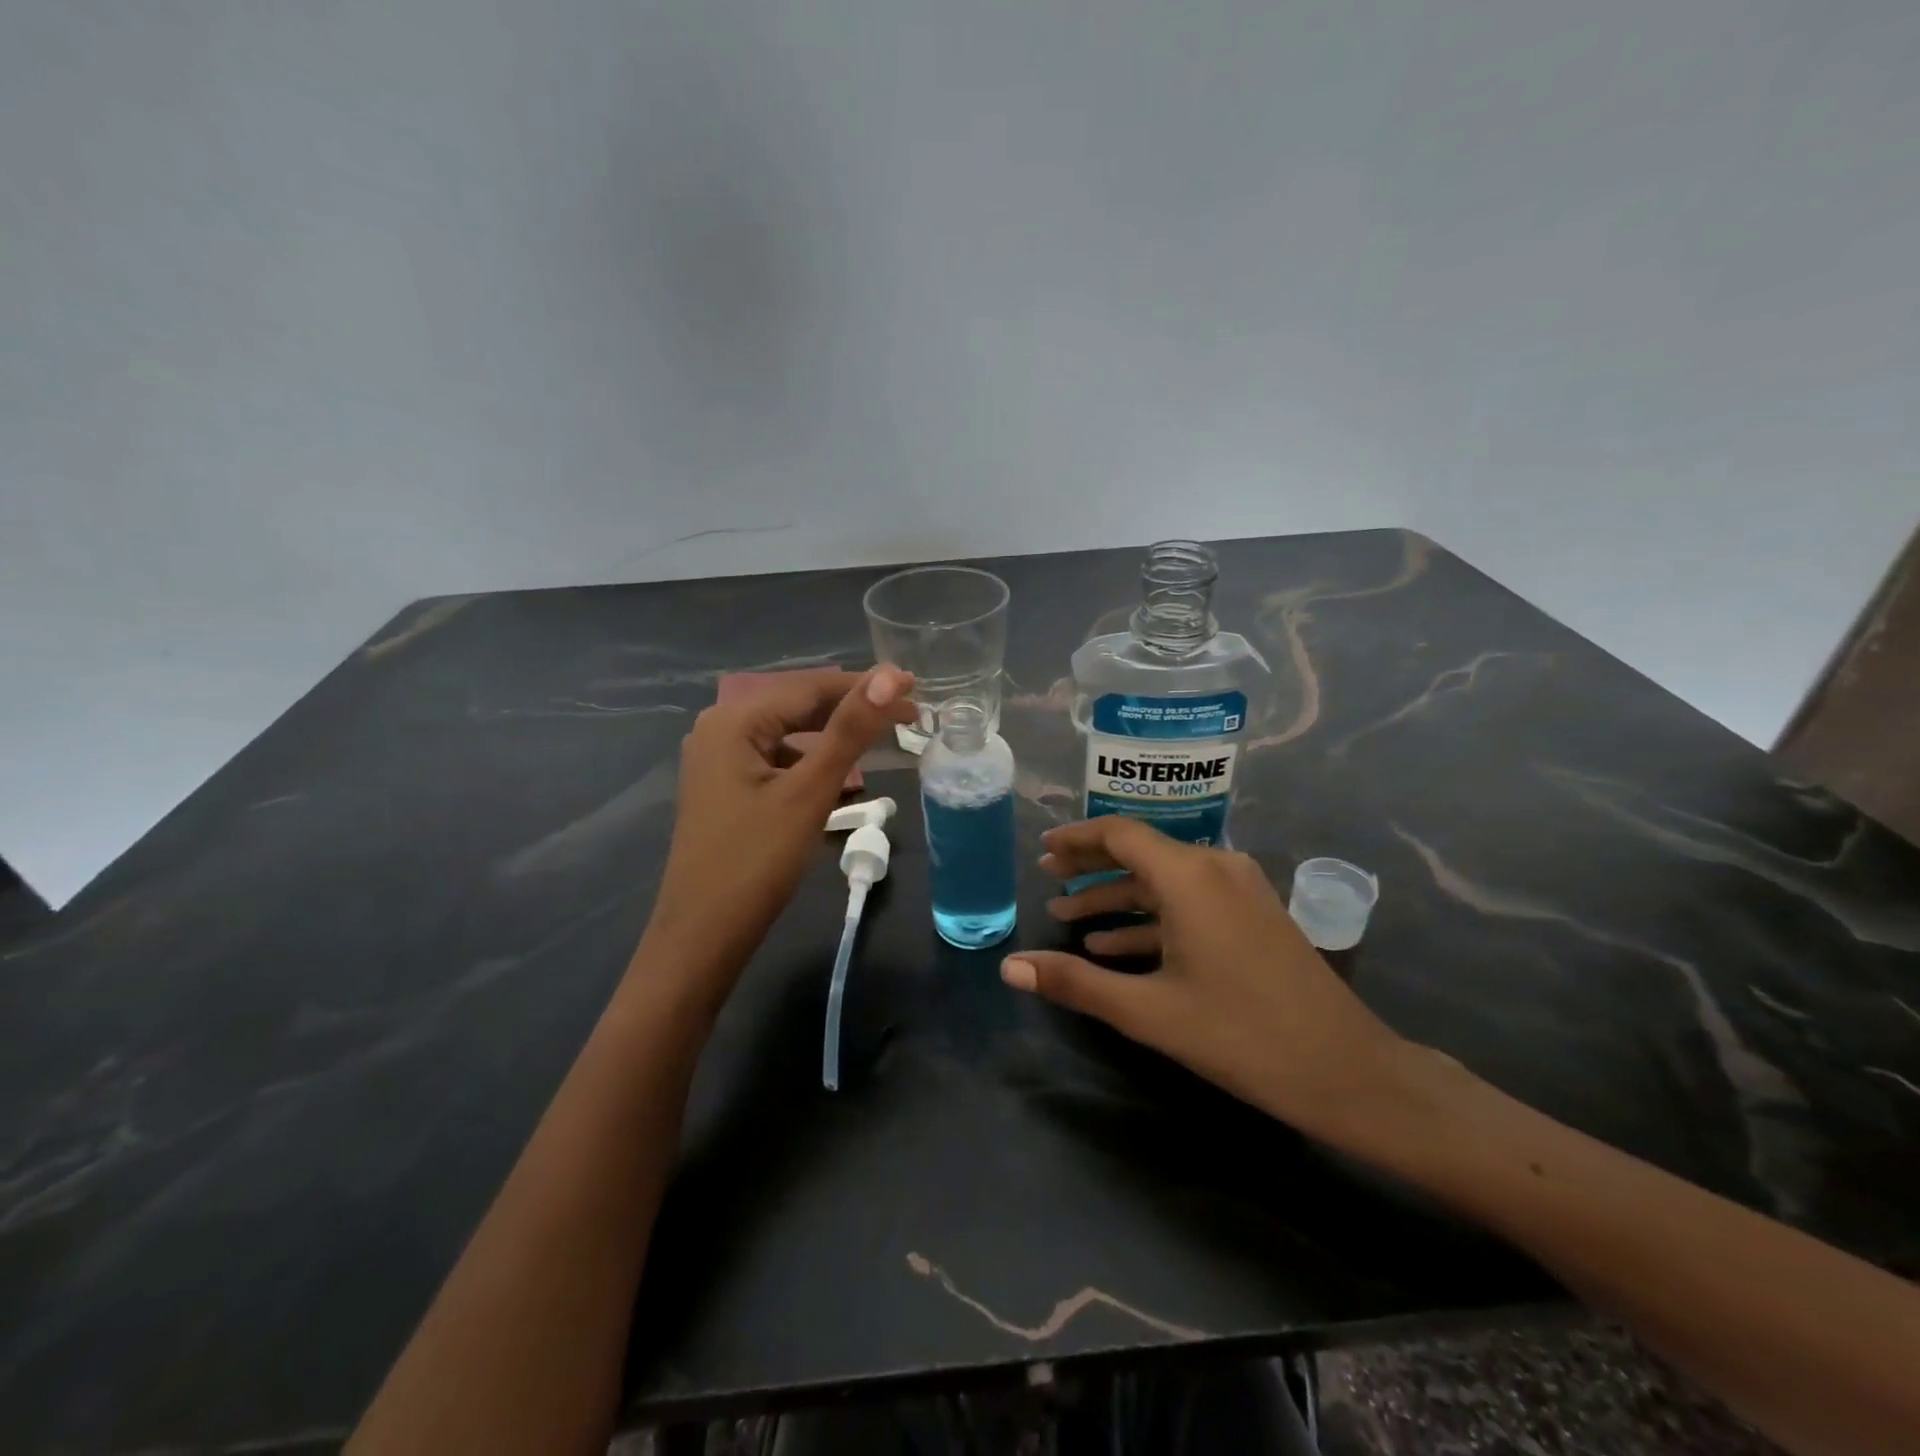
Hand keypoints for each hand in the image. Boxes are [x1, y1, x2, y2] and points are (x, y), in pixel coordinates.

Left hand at [637, 666, 915, 993]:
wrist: (704, 937)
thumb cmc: (756, 861)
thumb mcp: (810, 792)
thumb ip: (850, 730)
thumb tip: (890, 675)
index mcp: (734, 720)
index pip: (811, 686)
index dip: (867, 685)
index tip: (916, 688)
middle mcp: (720, 728)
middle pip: (799, 706)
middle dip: (854, 709)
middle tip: (909, 715)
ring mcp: (719, 759)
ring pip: (790, 733)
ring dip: (836, 736)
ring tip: (883, 739)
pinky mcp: (726, 787)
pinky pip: (778, 759)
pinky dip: (812, 761)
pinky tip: (840, 776)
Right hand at [1001, 816, 1407, 1139]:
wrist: (1347, 1071)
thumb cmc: (1241, 1034)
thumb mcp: (1148, 1011)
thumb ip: (1076, 983)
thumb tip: (1009, 967)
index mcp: (1189, 876)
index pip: (1120, 834)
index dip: (1076, 839)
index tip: (1042, 851)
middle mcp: (1215, 867)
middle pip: (1140, 852)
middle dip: (1090, 867)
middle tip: (1047, 880)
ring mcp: (1239, 891)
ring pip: (1162, 882)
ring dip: (1116, 899)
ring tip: (1068, 920)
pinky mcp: (1252, 916)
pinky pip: (1188, 903)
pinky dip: (1150, 920)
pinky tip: (1116, 948)